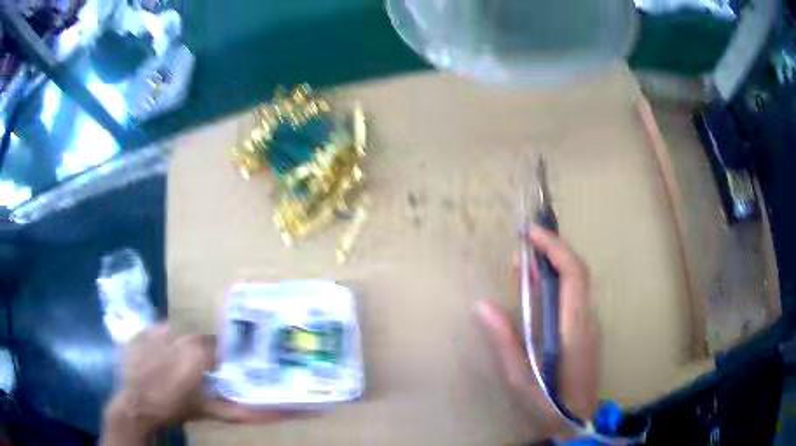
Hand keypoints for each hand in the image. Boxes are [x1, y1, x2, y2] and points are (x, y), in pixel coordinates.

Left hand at [102, 325, 285, 444]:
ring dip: (185, 350)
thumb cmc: (173, 408)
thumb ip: (241, 411)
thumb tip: (278, 413)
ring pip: (182, 336)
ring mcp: (158, 330)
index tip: (225, 371)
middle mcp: (180, 334)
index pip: (223, 346)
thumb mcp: (207, 411)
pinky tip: (161, 361)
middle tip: (202, 374)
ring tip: (180, 369)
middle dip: (205, 356)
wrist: (136, 404)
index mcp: (198, 352)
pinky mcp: (144, 331)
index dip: (226, 359)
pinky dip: (164, 344)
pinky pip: (161, 333)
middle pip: (202, 340)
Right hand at [476, 225, 599, 439]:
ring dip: (555, 264)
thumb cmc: (548, 403)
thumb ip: (505, 341)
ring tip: (526, 262)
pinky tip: (537, 290)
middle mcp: (587, 320)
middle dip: (554, 249)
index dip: (555, 247)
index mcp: (573, 328)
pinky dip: (558, 282)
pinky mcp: (588, 331)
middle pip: (579, 271)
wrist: (577, 420)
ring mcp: (591, 325)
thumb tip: (482, 305)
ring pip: (579, 282)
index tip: (532, 233)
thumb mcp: (520, 378)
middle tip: (525, 242)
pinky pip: (576, 296)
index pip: (573, 274)